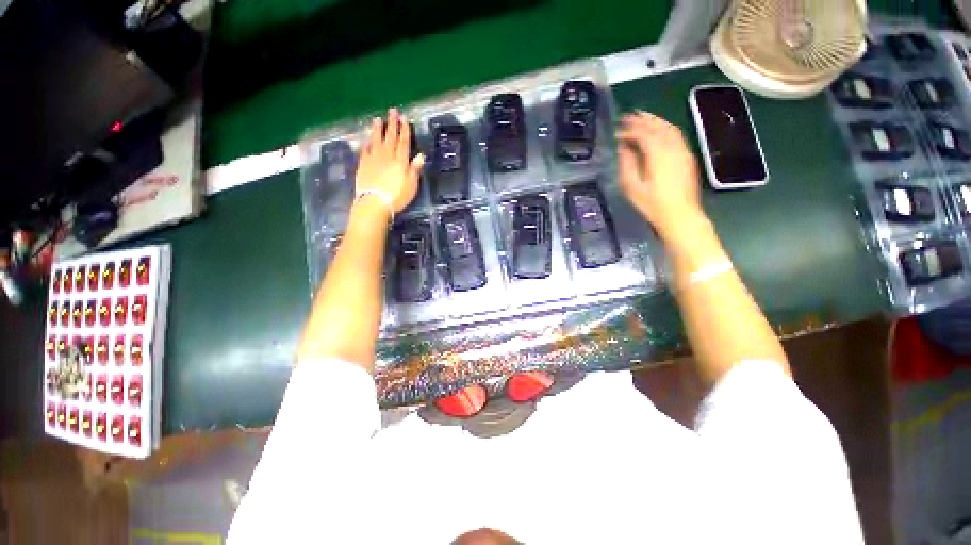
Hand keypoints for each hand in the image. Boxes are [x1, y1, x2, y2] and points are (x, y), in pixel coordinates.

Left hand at [355, 109, 425, 214]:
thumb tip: (420, 156)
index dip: (404, 130)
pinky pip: (365, 150)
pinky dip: (367, 143)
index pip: (403, 142)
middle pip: (390, 137)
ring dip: (377, 129)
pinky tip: (367, 139)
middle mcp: (387, 156)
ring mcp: (373, 159)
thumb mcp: (412, 185)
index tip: (404, 118)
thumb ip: (415, 170)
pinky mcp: (363, 164)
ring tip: (377, 119)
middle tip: (392, 111)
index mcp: (400, 161)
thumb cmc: (397, 196)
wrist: (375, 202)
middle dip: (392, 124)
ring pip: (376, 140)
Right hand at [616, 112, 705, 242]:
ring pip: (669, 128)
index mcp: (657, 154)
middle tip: (629, 116)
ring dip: (655, 121)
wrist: (680, 214)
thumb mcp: (632, 187)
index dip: (629, 130)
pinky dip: (665, 128)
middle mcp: (672, 148)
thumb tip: (624, 148)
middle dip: (642, 119)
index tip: (617, 131)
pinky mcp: (687, 156)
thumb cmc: (652, 204)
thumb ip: (627, 164)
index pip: (642, 134)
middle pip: (658, 126)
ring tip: (642, 118)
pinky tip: (658, 131)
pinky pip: (676, 135)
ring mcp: (683, 151)